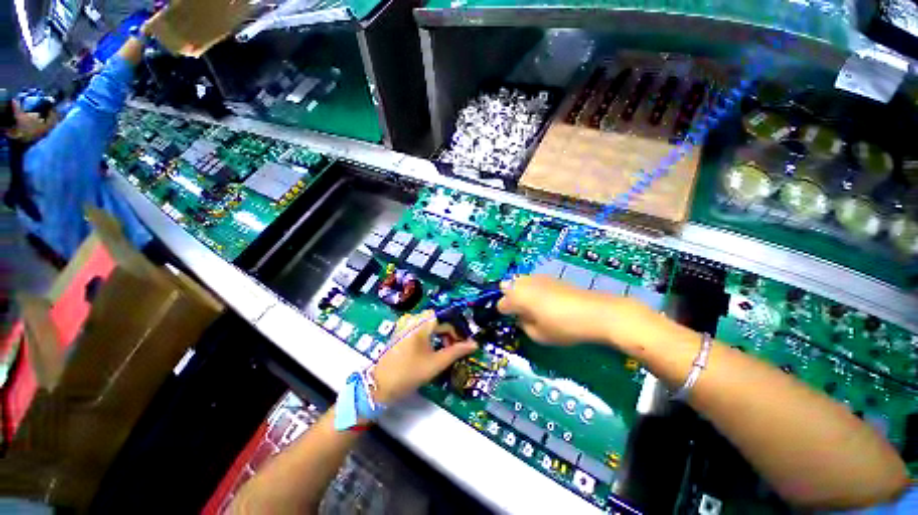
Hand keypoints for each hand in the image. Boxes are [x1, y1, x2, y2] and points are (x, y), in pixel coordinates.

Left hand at [372, 311, 476, 403]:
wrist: (379, 386)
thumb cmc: (409, 373)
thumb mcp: (436, 363)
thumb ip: (457, 351)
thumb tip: (474, 344)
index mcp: (422, 322)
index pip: (447, 320)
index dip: (458, 332)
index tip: (464, 345)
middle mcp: (413, 317)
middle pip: (438, 320)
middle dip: (449, 333)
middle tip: (455, 349)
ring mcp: (405, 323)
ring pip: (430, 323)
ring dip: (440, 333)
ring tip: (445, 350)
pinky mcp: (400, 330)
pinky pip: (420, 327)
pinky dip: (429, 334)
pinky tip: (432, 348)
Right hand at [497, 274, 645, 345]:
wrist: (595, 312)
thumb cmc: (563, 327)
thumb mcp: (539, 335)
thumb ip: (524, 326)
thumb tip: (522, 318)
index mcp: (516, 297)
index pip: (501, 304)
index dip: (505, 314)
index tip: (513, 321)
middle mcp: (523, 283)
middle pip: (507, 287)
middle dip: (510, 298)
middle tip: (521, 312)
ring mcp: (538, 277)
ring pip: (520, 282)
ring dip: (521, 292)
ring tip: (534, 306)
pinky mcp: (551, 277)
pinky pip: (534, 281)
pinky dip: (534, 289)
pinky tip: (547, 300)